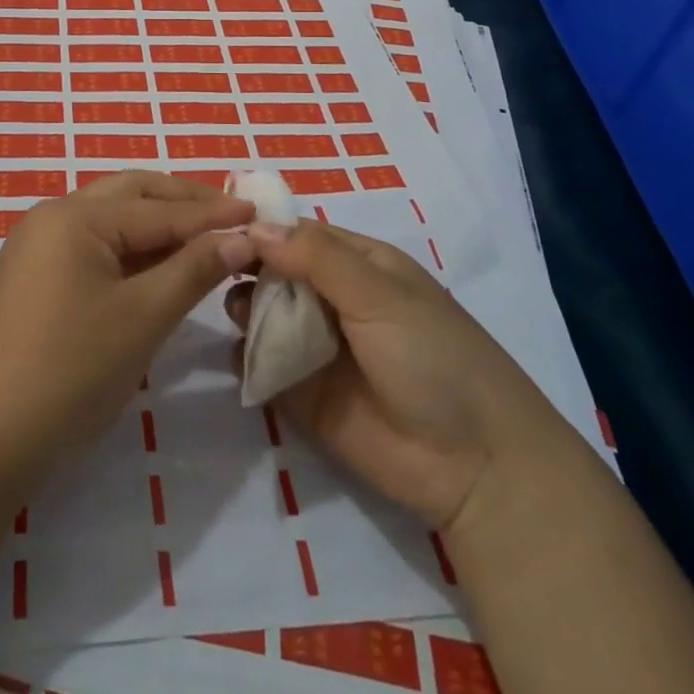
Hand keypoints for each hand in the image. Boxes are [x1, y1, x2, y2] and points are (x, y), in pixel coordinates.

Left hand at [0, 172, 256, 481]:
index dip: (211, 214)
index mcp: (74, 216)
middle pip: (130, 195)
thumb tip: (241, 238)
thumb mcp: (143, 317)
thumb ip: (194, 270)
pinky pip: (95, 246)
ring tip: (207, 236)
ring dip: (159, 224)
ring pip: (112, 220)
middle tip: (233, 215)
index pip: (157, 209)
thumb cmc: (73, 369)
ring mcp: (40, 246)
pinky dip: (134, 250)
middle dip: (183, 203)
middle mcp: (53, 217)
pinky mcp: (37, 275)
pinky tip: (164, 264)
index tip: (259, 213)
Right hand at [226, 219, 560, 531]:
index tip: (218, 227)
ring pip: (262, 315)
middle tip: (217, 272)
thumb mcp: (380, 295)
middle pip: (274, 271)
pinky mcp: (300, 393)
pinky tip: (241, 356)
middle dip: (246, 268)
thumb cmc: (435, 358)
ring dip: (243, 310)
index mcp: (359, 265)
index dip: (261, 229)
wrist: (476, 467)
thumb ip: (317, 258)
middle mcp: (333, 299)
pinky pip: (261, 365)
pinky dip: (245, 357)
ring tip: (238, 316)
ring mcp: (315, 346)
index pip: (298, 234)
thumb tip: (255, 227)